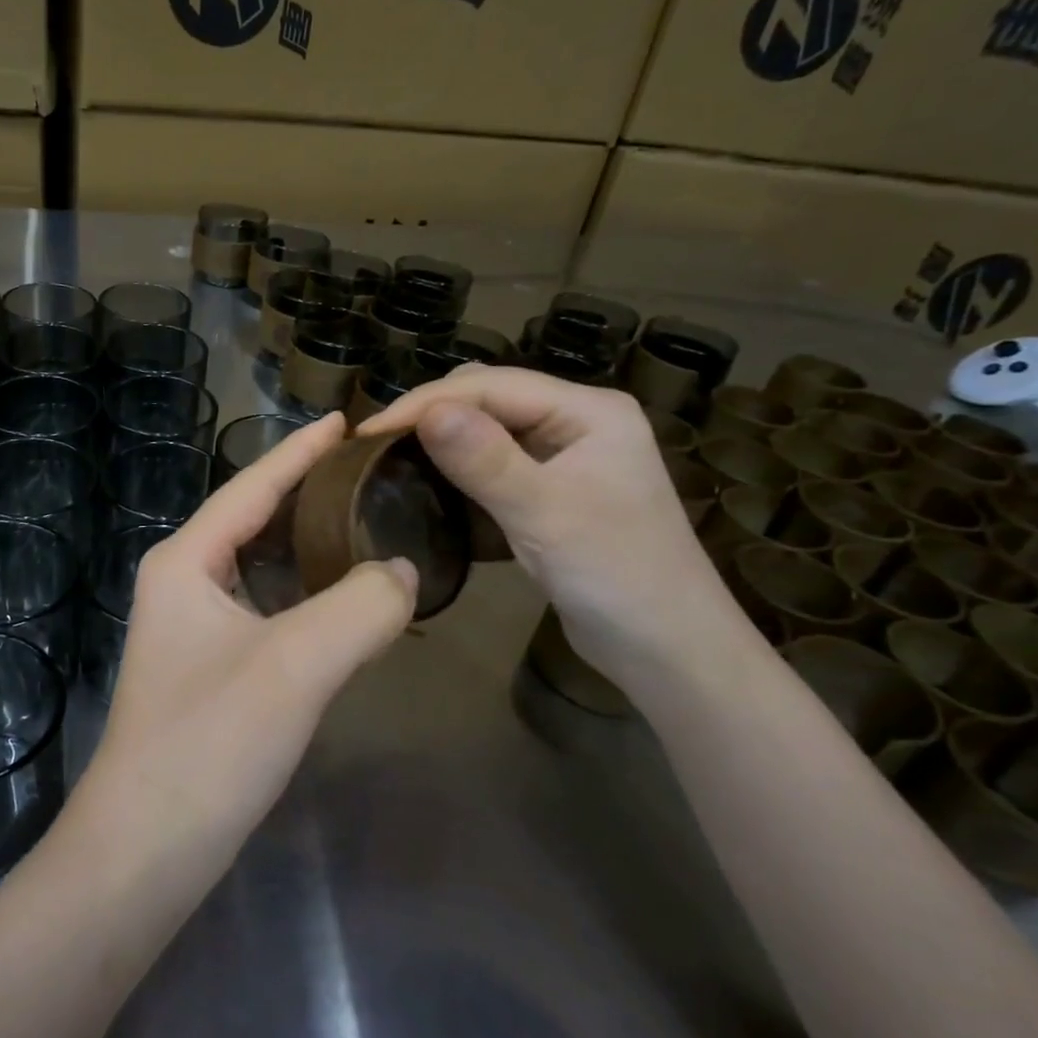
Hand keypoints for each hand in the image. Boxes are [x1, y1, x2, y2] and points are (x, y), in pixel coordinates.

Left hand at [82, 412, 417, 864]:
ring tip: (367, 522)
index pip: (251, 487)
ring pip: (260, 567)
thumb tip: (402, 571)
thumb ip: (359, 607)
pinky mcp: (208, 668)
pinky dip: (306, 594)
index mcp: (185, 561)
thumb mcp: (294, 665)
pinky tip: (342, 600)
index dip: (300, 451)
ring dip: (309, 544)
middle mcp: (181, 582)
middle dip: (308, 492)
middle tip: (371, 472)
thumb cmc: (208, 743)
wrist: (146, 849)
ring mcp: (191, 628)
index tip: (347, 422)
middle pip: (254, 519)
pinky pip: (266, 608)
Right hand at [358, 365, 745, 680]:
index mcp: (588, 411)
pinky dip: (461, 470)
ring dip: (444, 440)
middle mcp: (578, 423)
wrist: (668, 651)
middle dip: (433, 414)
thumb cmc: (616, 576)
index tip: (368, 432)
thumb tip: (427, 411)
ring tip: (393, 459)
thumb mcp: (545, 514)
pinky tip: (432, 484)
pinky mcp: (556, 492)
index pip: (493, 386)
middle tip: (377, 446)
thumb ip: (485, 460)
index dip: (427, 402)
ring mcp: (568, 458)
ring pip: (490, 431)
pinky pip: (497, 466)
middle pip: (491, 399)